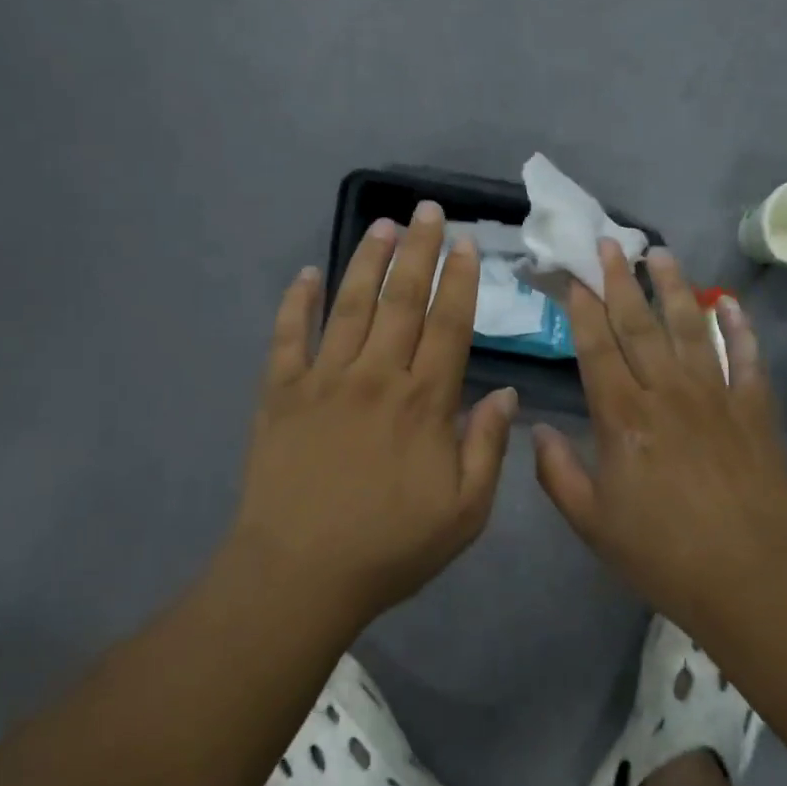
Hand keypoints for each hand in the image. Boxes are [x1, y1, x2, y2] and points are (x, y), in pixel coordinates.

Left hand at [227, 201, 518, 625]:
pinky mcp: (280, 393)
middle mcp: (375, 376)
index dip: (460, 280)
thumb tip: (506, 393)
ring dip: (368, 261)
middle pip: (402, 300)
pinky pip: (288, 336)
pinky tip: (306, 273)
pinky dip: (297, 302)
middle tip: (428, 211)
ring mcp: (323, 379)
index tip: (466, 244)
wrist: (299, 574)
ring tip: (383, 225)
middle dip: (419, 251)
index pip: (448, 324)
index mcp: (423, 402)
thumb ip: (488, 448)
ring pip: (350, 306)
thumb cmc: (390, 548)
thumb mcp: (464, 513)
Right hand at [532, 241, 786, 632]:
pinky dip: (739, 328)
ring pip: (691, 328)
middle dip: (621, 281)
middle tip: (610, 244)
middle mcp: (667, 393)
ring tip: (661, 254)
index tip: (574, 277)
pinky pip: (747, 357)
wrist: (750, 579)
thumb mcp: (592, 522)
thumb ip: (557, 472)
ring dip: (674, 287)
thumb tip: (535, 428)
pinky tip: (730, 303)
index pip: (597, 348)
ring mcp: (715, 396)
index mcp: (623, 418)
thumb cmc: (662, 554)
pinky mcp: (754, 409)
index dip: (583, 309)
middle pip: (640, 325)